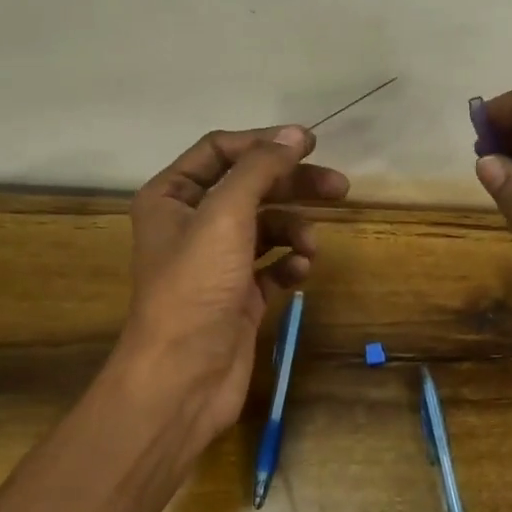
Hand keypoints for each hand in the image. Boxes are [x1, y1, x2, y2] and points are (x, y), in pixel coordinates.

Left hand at [121, 125, 348, 450]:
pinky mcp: (239, 295)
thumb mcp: (225, 216)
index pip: (220, 151)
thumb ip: (260, 170)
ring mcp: (217, 262)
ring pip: (266, 228)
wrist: (183, 376)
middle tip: (340, 188)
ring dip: (294, 231)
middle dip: (293, 187)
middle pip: (250, 188)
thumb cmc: (195, 287)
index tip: (310, 144)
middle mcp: (192, 224)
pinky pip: (272, 266)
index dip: (264, 144)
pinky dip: (290, 265)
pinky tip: (300, 274)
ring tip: (311, 248)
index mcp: (172, 197)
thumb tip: (296, 135)